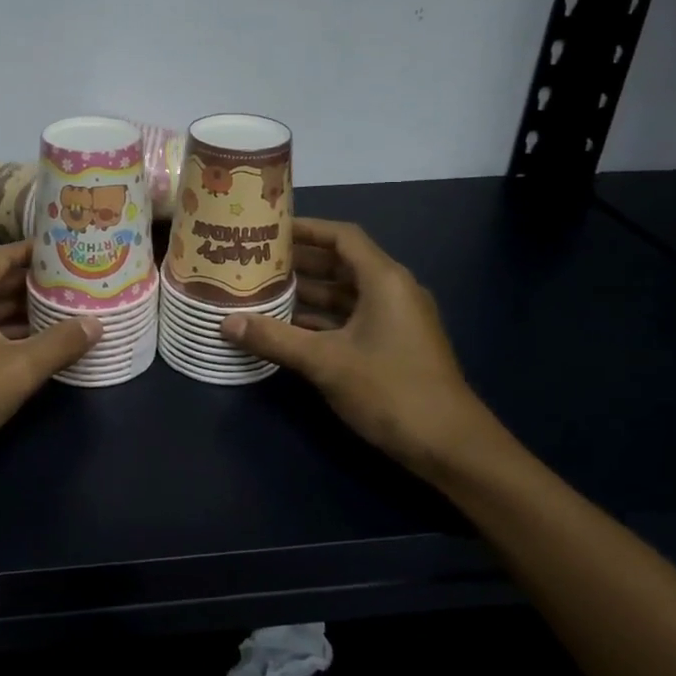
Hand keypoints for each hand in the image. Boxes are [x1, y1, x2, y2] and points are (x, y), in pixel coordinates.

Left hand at [0, 241, 99, 479]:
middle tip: (76, 286)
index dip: (39, 253)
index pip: (5, 254)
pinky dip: (3, 330)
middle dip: (36, 284)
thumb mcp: (20, 369)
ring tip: (63, 314)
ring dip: (21, 310)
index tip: (71, 254)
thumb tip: (96, 323)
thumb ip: (61, 343)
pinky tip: (32, 345)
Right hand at [220, 218, 499, 475]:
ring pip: (344, 296)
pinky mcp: (392, 346)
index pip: (342, 237)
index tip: (268, 231)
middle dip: (299, 263)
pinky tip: (286, 329)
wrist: (450, 446)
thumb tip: (225, 323)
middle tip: (254, 262)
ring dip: (307, 294)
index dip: (306, 229)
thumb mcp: (325, 361)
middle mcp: (392, 292)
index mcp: (384, 280)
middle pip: (341, 264)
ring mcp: (394, 321)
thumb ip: (274, 338)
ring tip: (261, 292)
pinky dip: (320, 321)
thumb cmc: (390, 389)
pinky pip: (350, 320)